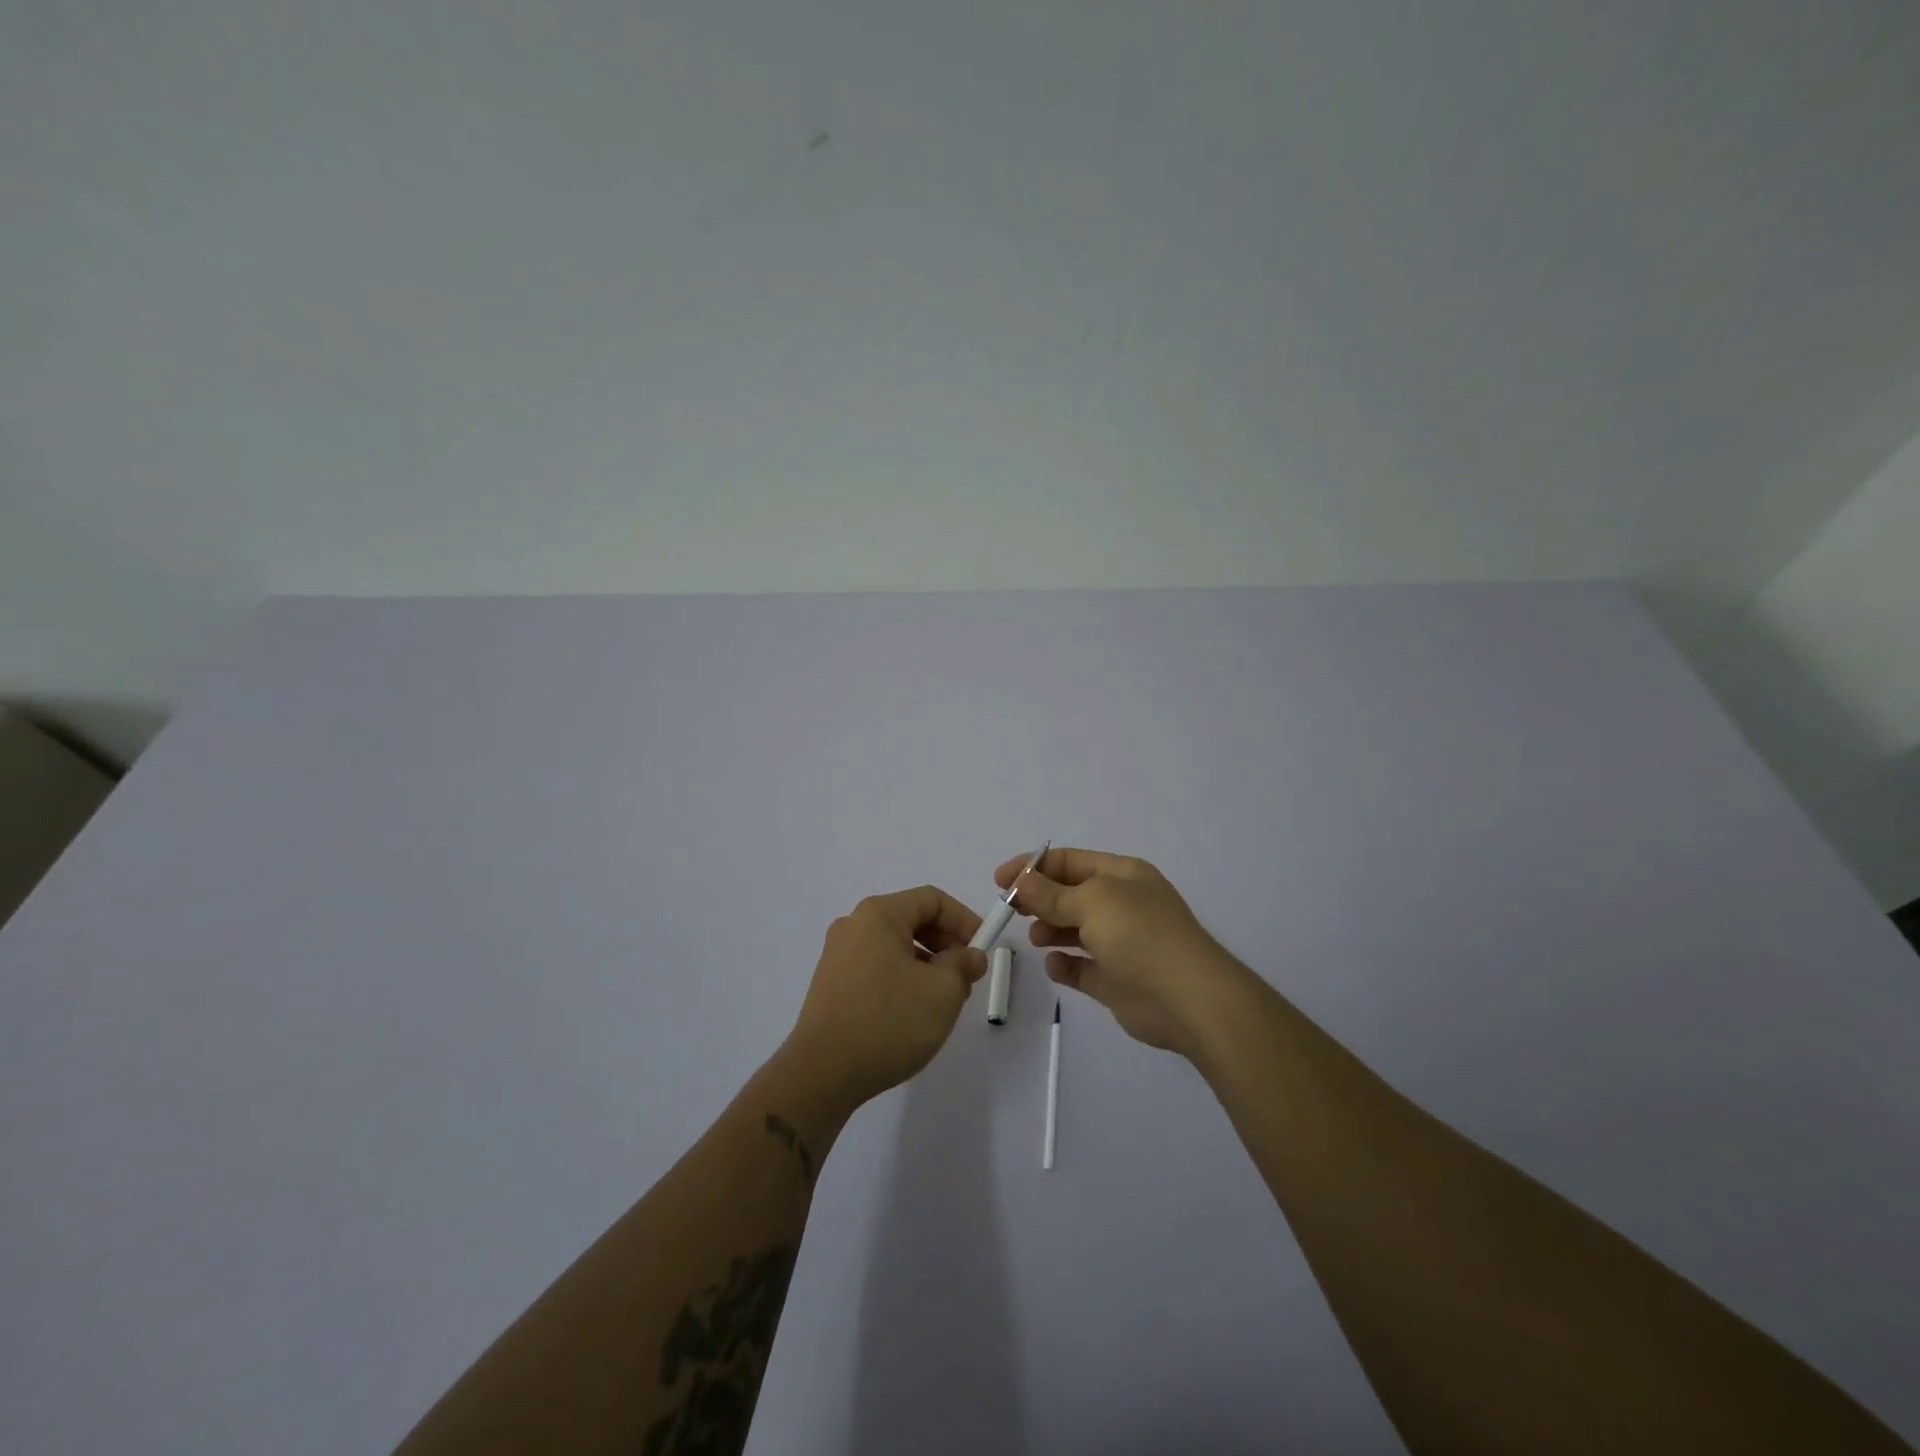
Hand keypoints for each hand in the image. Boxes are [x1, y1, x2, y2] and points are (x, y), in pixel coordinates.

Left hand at [782, 885, 987, 1109]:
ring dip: (927, 964)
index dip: (964, 920)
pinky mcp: (831, 983)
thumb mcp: (942, 991)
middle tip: (968, 977)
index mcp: (879, 914)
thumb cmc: (888, 1022)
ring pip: (895, 946)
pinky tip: (913, 1012)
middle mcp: (854, 925)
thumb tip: (970, 956)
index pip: (932, 900)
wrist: (822, 1073)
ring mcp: (838, 955)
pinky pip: (877, 966)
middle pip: (912, 920)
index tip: (983, 950)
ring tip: (944, 1000)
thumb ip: (963, 965)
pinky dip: (903, 978)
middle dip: (946, 944)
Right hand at [993, 847, 1244, 1056]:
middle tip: (1010, 908)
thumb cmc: (1140, 935)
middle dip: (1039, 898)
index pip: (1070, 861)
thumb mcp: (1092, 901)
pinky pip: (1082, 967)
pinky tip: (1055, 965)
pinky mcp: (1117, 980)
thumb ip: (1051, 893)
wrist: (1188, 999)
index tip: (1000, 879)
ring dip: (1050, 930)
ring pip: (1075, 930)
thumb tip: (1021, 881)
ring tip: (1035, 938)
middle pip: (1070, 894)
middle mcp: (1122, 904)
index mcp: (1122, 875)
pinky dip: (1065, 964)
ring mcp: (1121, 943)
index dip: (1033, 866)